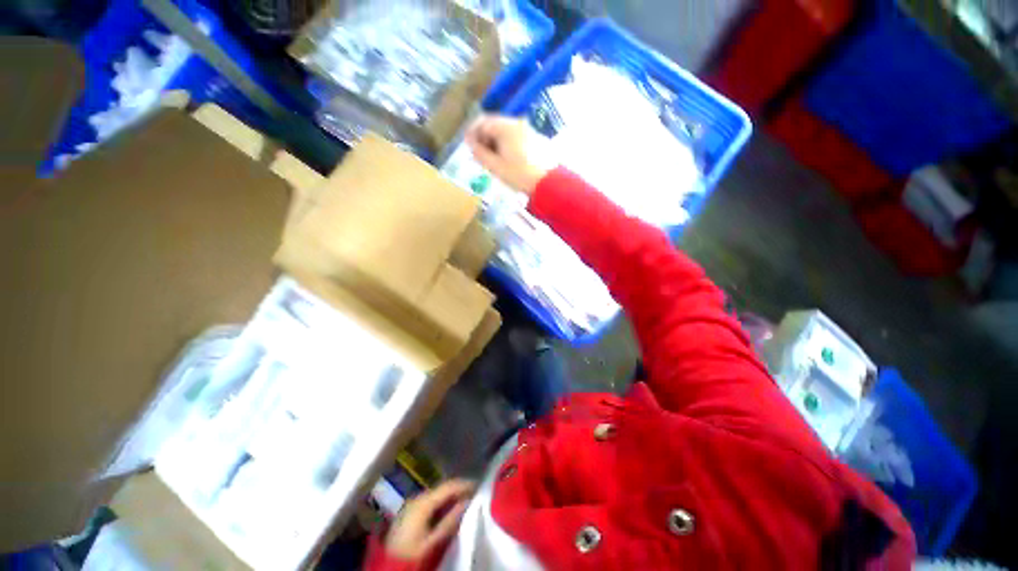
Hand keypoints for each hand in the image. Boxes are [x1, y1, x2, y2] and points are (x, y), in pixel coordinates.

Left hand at [385, 479, 474, 559]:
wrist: (388, 565)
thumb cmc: (412, 554)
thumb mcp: (433, 541)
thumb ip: (450, 521)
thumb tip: (467, 502)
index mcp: (423, 502)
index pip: (448, 486)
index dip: (465, 484)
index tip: (479, 486)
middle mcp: (417, 498)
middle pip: (442, 489)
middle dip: (459, 490)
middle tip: (475, 494)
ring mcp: (412, 504)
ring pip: (437, 495)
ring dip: (451, 497)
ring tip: (466, 501)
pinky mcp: (410, 512)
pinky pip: (431, 502)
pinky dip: (442, 503)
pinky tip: (450, 510)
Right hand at [466, 115, 555, 195]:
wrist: (548, 183)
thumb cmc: (519, 175)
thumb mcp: (495, 166)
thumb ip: (480, 153)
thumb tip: (470, 144)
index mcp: (505, 126)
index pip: (482, 122)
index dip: (472, 133)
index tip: (467, 146)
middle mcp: (517, 123)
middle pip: (494, 125)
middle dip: (484, 138)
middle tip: (480, 156)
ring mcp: (528, 130)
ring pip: (505, 132)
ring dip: (495, 143)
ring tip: (493, 161)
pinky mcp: (536, 139)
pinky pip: (516, 137)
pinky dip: (507, 145)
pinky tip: (507, 161)